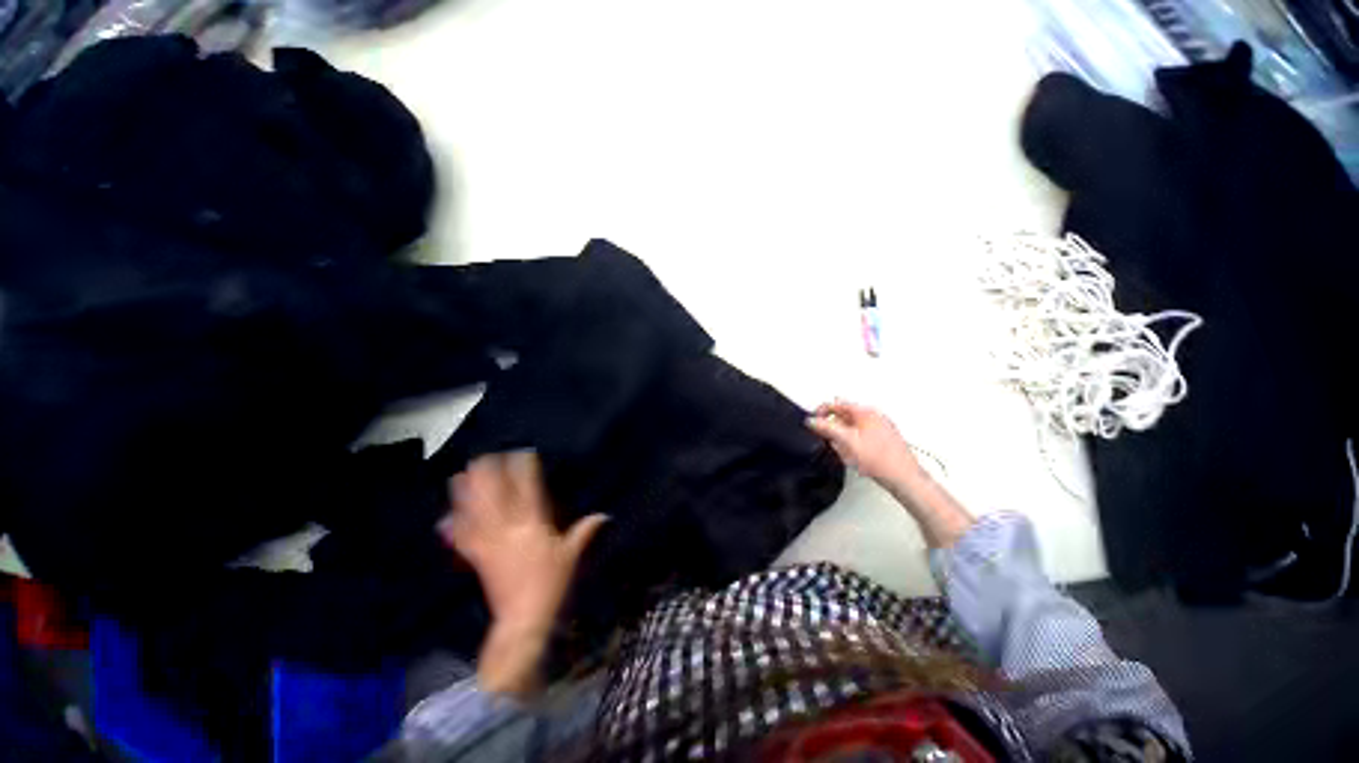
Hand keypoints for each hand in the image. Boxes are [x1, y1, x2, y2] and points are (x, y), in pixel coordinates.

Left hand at [439, 451, 607, 694]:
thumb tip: (603, 515)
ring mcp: (489, 542)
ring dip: (468, 493)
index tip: (522, 453)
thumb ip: (584, 532)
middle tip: (485, 456)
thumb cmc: (551, 584)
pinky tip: (447, 513)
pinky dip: (455, 523)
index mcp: (534, 525)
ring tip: (461, 474)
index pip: (529, 490)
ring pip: (475, 511)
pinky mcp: (477, 558)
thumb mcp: (571, 556)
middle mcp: (508, 529)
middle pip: (495, 495)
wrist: (522, 619)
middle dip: (489, 475)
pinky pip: (464, 536)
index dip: (524, 470)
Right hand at [808, 400, 973, 547]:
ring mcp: (880, 428)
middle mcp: (874, 416)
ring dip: (842, 437)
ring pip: (851, 427)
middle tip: (829, 440)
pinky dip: (852, 444)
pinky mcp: (883, 440)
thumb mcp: (846, 441)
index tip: (813, 423)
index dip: (820, 412)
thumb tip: (812, 420)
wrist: (904, 479)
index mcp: (866, 412)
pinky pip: (860, 437)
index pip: (836, 404)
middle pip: (843, 415)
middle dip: (833, 427)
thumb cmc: (882, 461)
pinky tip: (854, 457)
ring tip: (844, 452)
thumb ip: (826, 428)